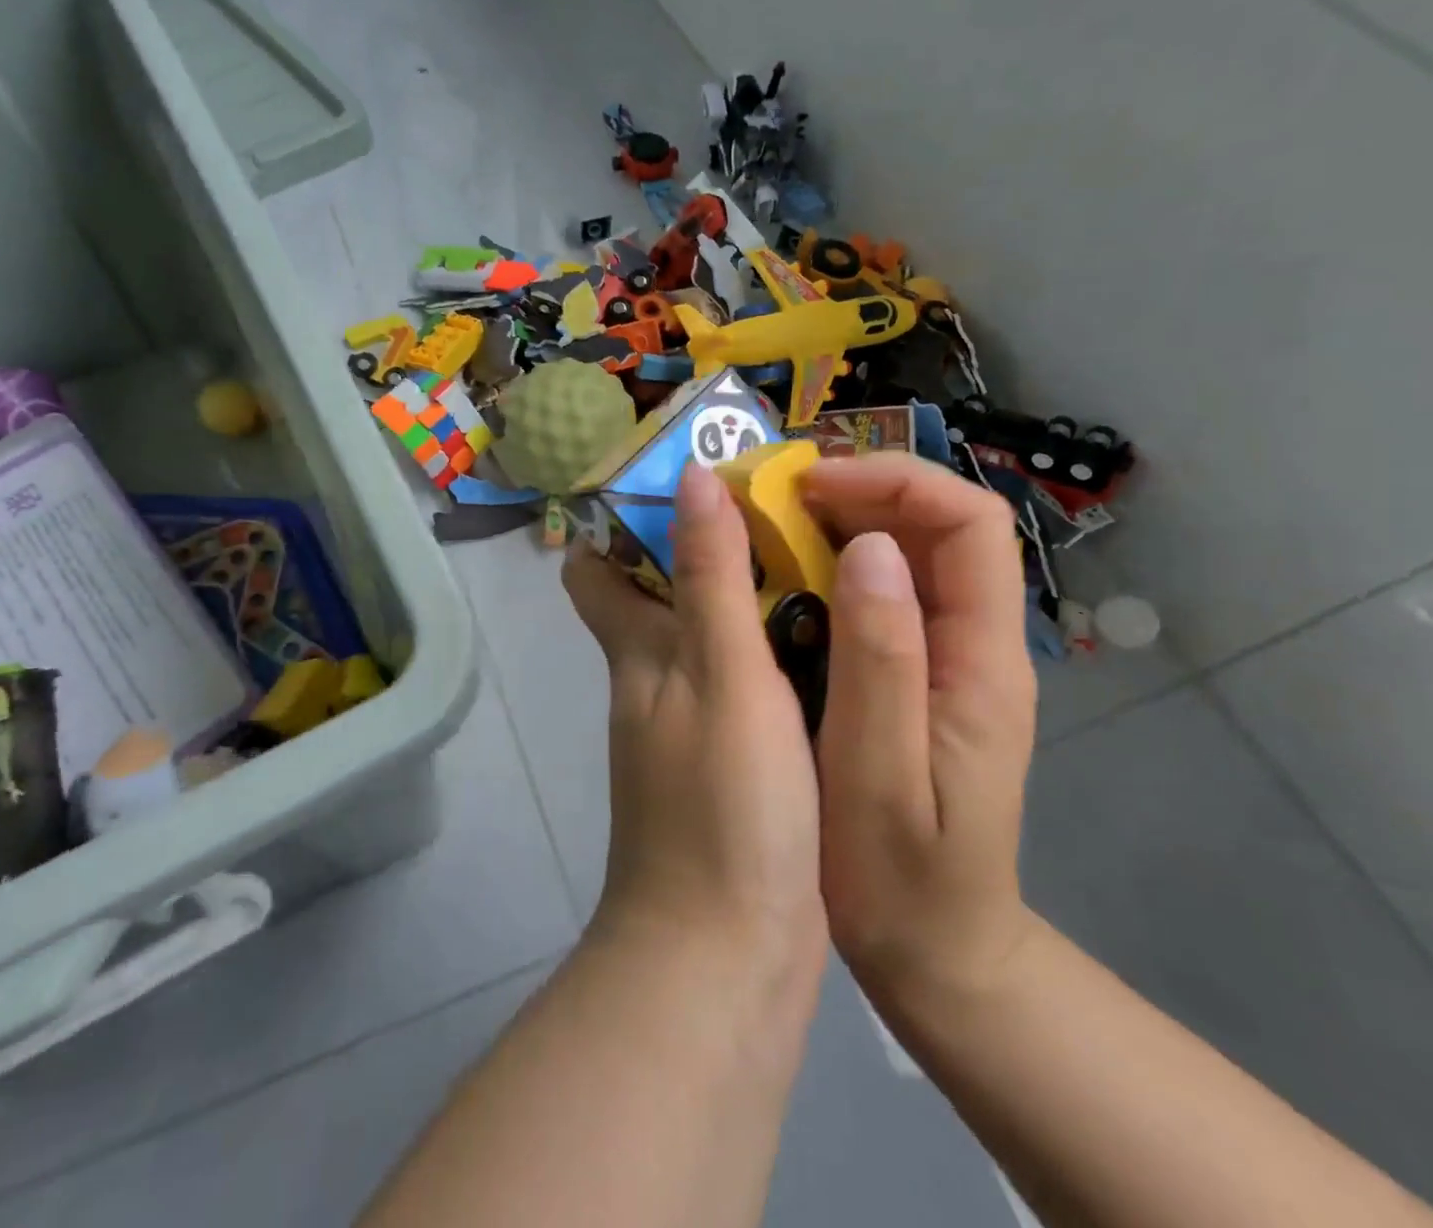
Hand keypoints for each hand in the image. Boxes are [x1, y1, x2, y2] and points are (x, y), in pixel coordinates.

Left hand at [562, 464, 825, 988]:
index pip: (596, 571)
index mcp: (637, 652)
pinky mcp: (734, 763)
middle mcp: (654, 680)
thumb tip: (689, 476)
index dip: (621, 523)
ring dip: (750, 596)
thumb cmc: (721, 805)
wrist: (727, 955)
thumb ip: (709, 576)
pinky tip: (836, 636)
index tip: (680, 481)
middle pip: (662, 595)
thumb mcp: (720, 674)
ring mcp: (693, 724)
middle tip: (781, 505)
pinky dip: (777, 652)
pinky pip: (750, 684)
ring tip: (822, 552)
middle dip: (706, 548)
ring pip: (711, 637)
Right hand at [801, 453, 1039, 1011]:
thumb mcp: (879, 772)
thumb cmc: (903, 877)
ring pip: (906, 553)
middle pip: (937, 525)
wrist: (938, 950)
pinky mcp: (914, 674)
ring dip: (839, 522)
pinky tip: (778, 577)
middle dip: (859, 491)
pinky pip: (879, 592)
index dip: (895, 483)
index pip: (970, 524)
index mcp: (981, 661)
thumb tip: (869, 547)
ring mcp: (945, 658)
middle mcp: (973, 644)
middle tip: (772, 498)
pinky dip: (829, 566)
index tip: (810, 487)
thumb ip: (882, 659)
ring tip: (765, 524)